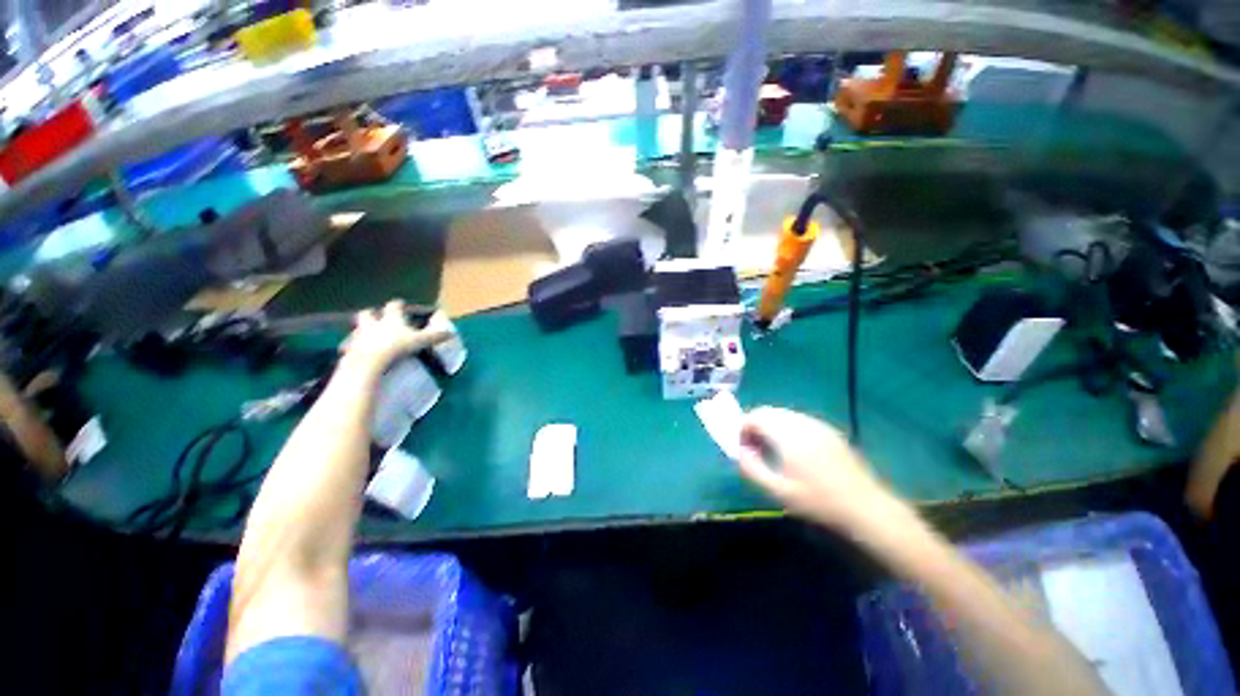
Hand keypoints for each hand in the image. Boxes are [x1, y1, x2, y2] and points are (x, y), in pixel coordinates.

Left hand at [339, 300, 449, 375]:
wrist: (369, 361)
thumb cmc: (396, 346)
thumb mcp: (420, 341)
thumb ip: (434, 336)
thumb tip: (451, 333)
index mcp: (391, 318)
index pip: (393, 306)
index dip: (398, 305)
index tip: (400, 304)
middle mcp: (373, 323)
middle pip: (368, 313)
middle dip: (372, 314)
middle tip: (377, 317)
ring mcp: (359, 335)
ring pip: (357, 329)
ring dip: (362, 330)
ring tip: (367, 336)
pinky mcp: (350, 349)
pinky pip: (349, 346)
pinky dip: (353, 348)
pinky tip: (356, 352)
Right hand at [735, 407, 899, 530]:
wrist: (866, 507)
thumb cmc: (819, 502)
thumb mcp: (779, 491)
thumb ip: (752, 468)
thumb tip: (740, 451)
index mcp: (788, 435)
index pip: (756, 416)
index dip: (742, 427)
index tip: (741, 446)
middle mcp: (802, 423)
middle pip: (768, 411)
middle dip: (754, 425)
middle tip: (752, 448)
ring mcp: (817, 424)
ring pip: (783, 414)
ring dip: (769, 426)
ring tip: (770, 450)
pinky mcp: (829, 430)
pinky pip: (797, 420)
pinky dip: (785, 428)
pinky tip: (792, 450)